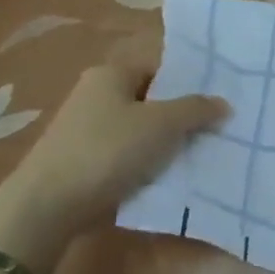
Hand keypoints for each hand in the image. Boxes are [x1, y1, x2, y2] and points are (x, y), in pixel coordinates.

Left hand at [0, 62, 227, 239]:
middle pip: (151, 101)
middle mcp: (95, 95)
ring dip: (166, 144)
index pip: (159, 70)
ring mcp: (87, 129)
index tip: (216, 106)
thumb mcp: (163, 124)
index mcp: (110, 74)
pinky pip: (127, 156)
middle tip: (215, 132)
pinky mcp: (85, 161)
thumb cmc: (109, 150)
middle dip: (181, 117)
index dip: (188, 86)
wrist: (51, 204)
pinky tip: (169, 177)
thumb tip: (223, 103)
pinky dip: (147, 164)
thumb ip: (197, 109)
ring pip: (141, 131)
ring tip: (198, 157)